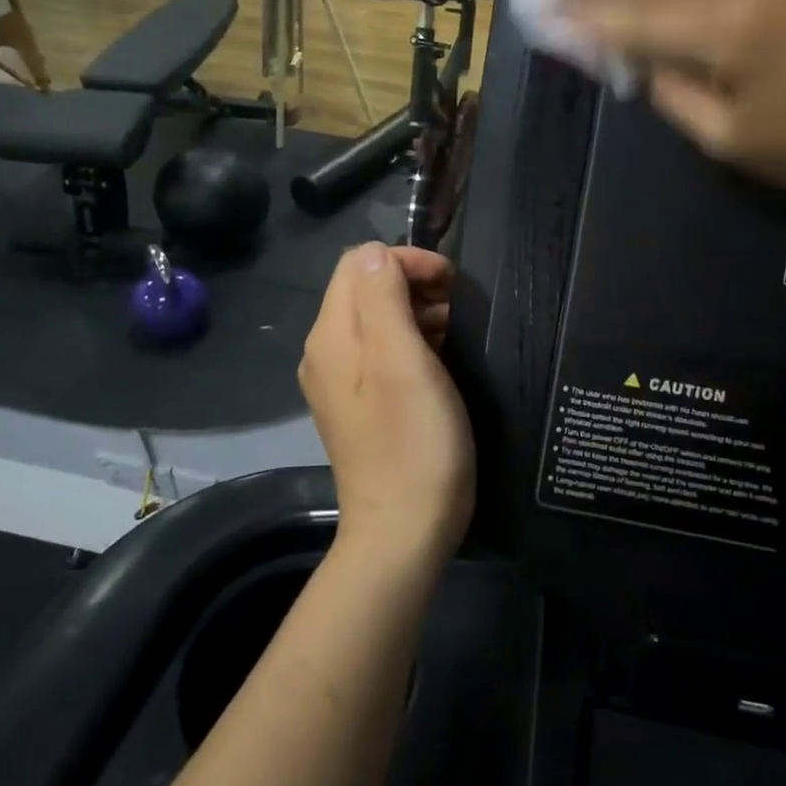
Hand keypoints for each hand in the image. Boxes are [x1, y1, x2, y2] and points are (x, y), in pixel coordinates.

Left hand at [300, 243, 472, 572]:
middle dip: (412, 283)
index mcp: (332, 336)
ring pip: (376, 319)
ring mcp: (341, 381)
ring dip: (416, 312)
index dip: (406, 260)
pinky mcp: (360, 404)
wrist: (403, 531)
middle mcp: (327, 352)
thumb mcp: (402, 362)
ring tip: (455, 331)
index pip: (359, 263)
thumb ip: (383, 300)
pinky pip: (381, 352)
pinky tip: (439, 360)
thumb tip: (376, 253)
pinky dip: (411, 341)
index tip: (452, 283)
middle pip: (364, 289)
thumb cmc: (413, 443)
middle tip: (459, 306)